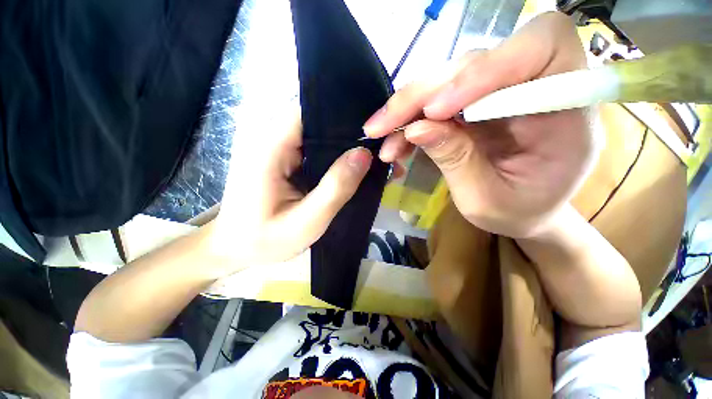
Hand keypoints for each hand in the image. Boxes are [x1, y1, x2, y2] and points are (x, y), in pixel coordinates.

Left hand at [210, 105, 371, 274]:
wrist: (235, 248)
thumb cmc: (265, 240)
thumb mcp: (306, 222)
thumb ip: (335, 189)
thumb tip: (363, 154)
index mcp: (270, 148)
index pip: (308, 111)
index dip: (340, 113)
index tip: (369, 127)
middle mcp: (270, 139)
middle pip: (313, 119)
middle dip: (344, 129)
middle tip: (373, 145)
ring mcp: (275, 148)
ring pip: (314, 132)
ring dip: (338, 142)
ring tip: (364, 155)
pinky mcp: (281, 158)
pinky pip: (310, 146)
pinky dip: (329, 153)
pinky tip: (345, 165)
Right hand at [365, 12, 599, 237]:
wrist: (525, 211)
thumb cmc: (519, 212)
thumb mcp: (486, 199)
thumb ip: (456, 160)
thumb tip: (414, 129)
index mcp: (567, 110)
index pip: (539, 49)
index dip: (483, 70)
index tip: (435, 112)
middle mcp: (535, 86)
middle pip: (473, 62)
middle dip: (420, 96)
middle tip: (380, 127)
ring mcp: (500, 91)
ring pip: (446, 79)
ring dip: (408, 110)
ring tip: (383, 140)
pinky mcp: (475, 102)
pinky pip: (436, 100)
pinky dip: (411, 120)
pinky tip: (396, 144)